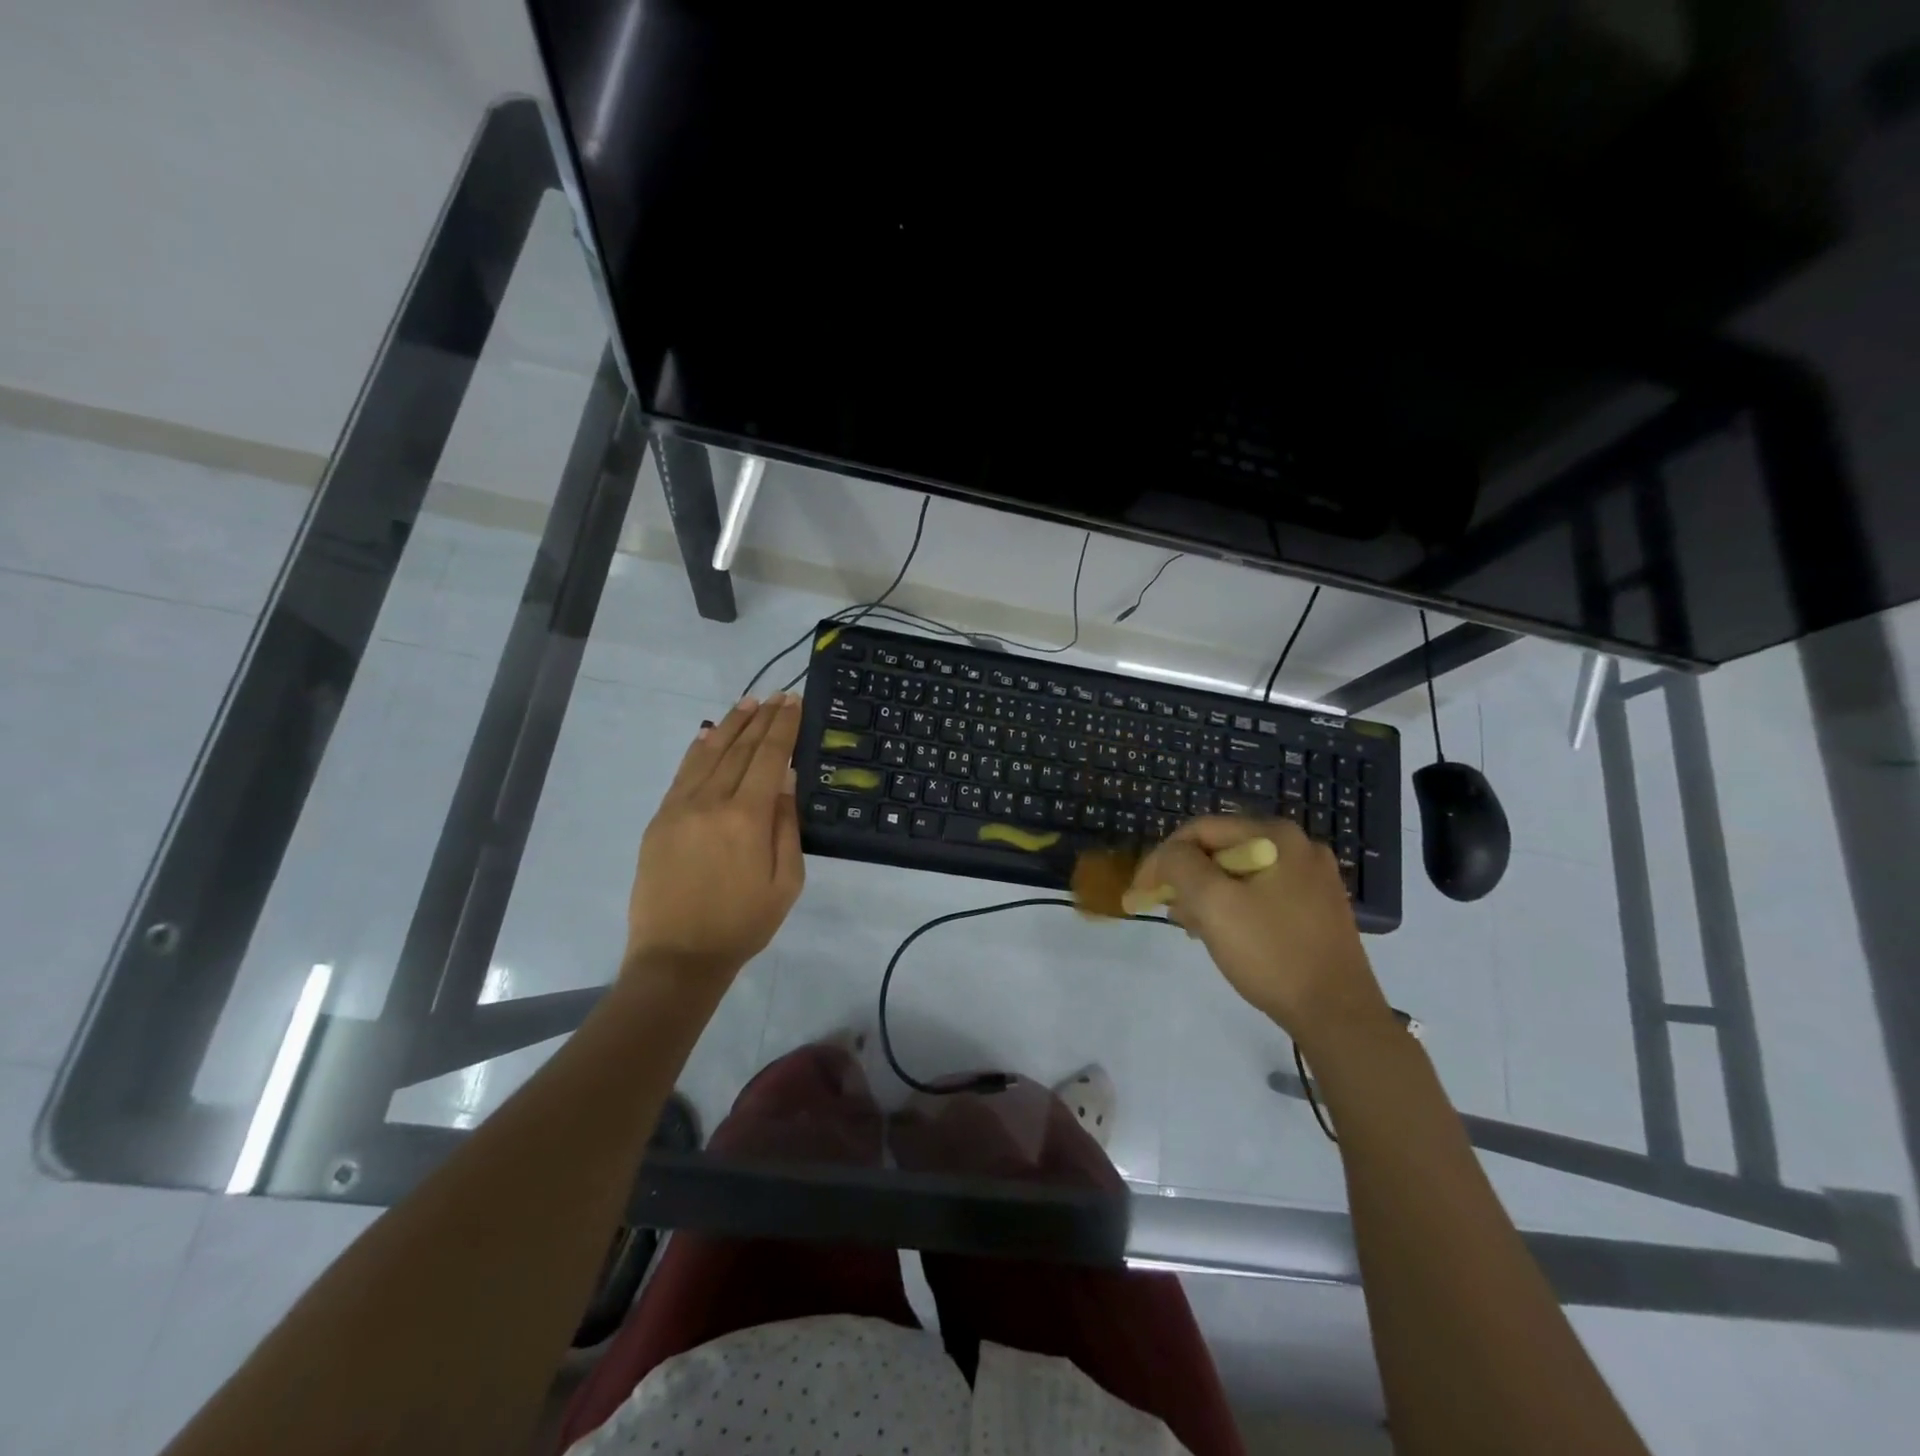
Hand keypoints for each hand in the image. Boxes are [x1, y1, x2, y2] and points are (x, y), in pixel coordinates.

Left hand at [625, 695, 805, 990]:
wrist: (677, 957)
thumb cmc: (743, 923)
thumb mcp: (787, 882)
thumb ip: (786, 826)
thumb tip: (786, 781)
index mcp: (747, 817)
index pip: (770, 757)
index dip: (783, 727)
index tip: (793, 702)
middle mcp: (711, 801)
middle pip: (740, 748)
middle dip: (762, 719)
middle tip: (777, 696)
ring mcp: (679, 807)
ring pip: (708, 753)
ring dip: (731, 725)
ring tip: (749, 703)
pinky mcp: (659, 819)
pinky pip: (682, 773)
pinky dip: (699, 748)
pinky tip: (709, 733)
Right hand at [1131, 816, 1390, 1038]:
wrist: (1337, 1014)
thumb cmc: (1271, 952)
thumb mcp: (1212, 902)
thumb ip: (1179, 865)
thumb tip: (1168, 857)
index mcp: (1276, 835)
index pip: (1201, 829)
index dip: (1163, 857)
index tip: (1141, 892)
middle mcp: (1299, 847)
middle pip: (1221, 850)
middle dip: (1186, 879)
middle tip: (1168, 913)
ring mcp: (1312, 878)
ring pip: (1239, 874)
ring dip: (1207, 895)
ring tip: (1193, 928)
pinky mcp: (1317, 908)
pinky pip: (1261, 894)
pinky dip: (1234, 908)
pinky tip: (1224, 936)